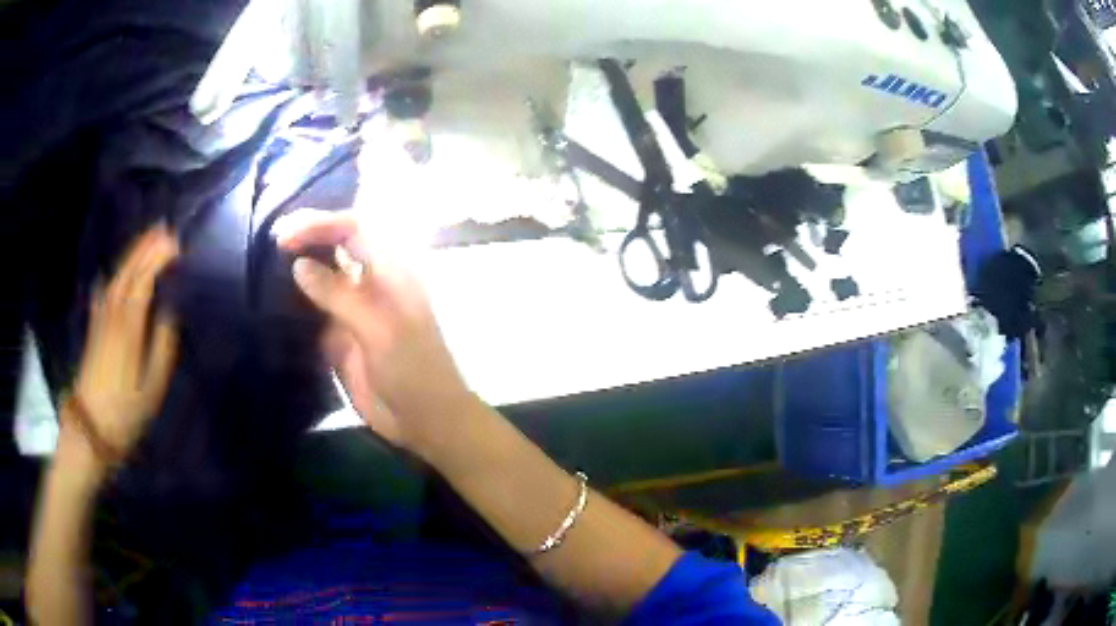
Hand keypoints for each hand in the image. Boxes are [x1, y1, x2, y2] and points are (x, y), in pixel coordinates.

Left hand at [65, 225, 179, 461]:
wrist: (89, 430)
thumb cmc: (124, 414)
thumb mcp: (151, 391)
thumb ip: (161, 350)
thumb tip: (169, 317)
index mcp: (128, 328)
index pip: (143, 281)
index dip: (158, 259)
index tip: (176, 244)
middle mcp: (113, 315)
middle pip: (128, 273)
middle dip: (145, 248)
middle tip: (164, 229)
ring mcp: (100, 321)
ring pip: (116, 279)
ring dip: (131, 257)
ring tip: (145, 242)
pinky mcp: (93, 331)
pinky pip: (102, 296)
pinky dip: (109, 281)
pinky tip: (109, 276)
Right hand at [273, 209, 470, 453]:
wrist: (423, 419)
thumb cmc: (412, 369)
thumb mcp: (378, 328)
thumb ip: (339, 295)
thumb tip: (299, 264)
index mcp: (392, 270)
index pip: (356, 228)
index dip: (322, 223)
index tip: (287, 234)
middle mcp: (372, 282)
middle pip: (340, 244)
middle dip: (310, 235)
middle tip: (274, 238)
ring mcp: (355, 308)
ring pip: (325, 273)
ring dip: (301, 264)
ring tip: (268, 259)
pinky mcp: (341, 335)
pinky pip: (316, 308)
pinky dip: (297, 299)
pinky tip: (275, 296)